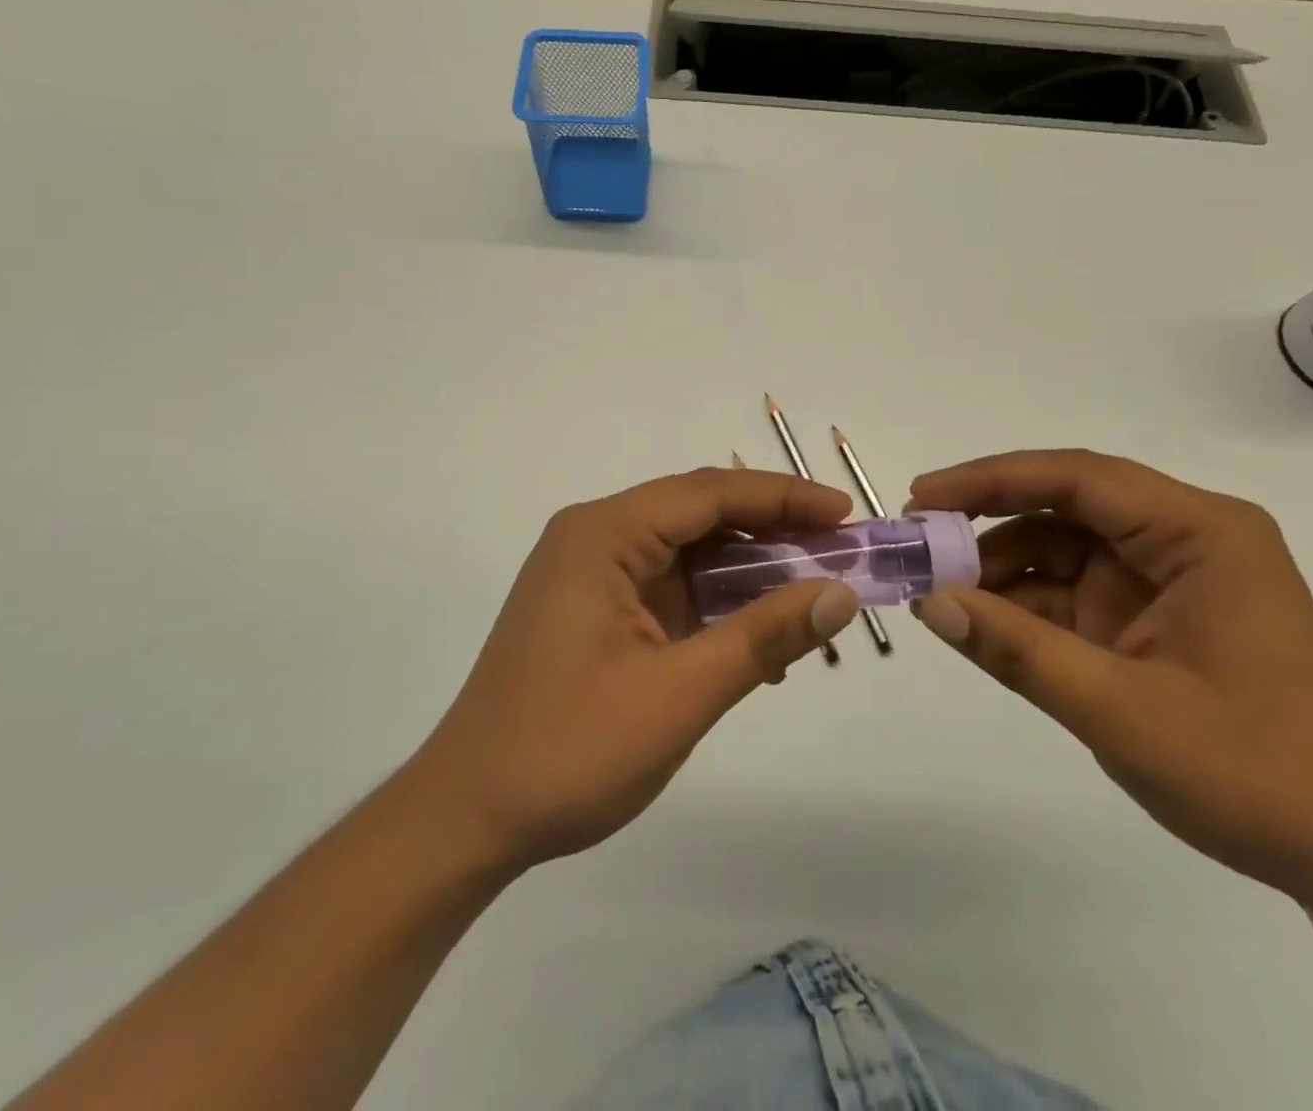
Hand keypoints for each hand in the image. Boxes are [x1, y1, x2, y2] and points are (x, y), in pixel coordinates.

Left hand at [416, 468, 862, 872]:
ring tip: (813, 597)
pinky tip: (759, 642)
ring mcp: (594, 575)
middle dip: (773, 532)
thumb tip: (840, 594)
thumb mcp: (679, 694)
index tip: (845, 516)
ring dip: (750, 574)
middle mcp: (595, 539)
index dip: (783, 498)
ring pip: (690, 553)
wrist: (468, 819)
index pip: (709, 493)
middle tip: (840, 554)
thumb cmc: (567, 751)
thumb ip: (762, 637)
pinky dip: (719, 606)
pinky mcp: (598, 611)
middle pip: (700, 516)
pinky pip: (672, 589)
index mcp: (602, 535)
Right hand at [907, 449, 1312, 912]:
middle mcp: (1184, 538)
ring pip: (1060, 546)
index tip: (923, 497)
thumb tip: (929, 602)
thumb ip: (1018, 651)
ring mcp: (1165, 577)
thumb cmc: (1254, 776)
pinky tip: (978, 619)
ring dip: (998, 564)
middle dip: (988, 518)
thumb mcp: (1121, 712)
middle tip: (918, 539)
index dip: (992, 479)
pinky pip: (1070, 589)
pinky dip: (1021, 602)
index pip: (1079, 478)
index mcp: (1201, 534)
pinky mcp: (1149, 614)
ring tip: (937, 590)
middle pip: (1066, 503)